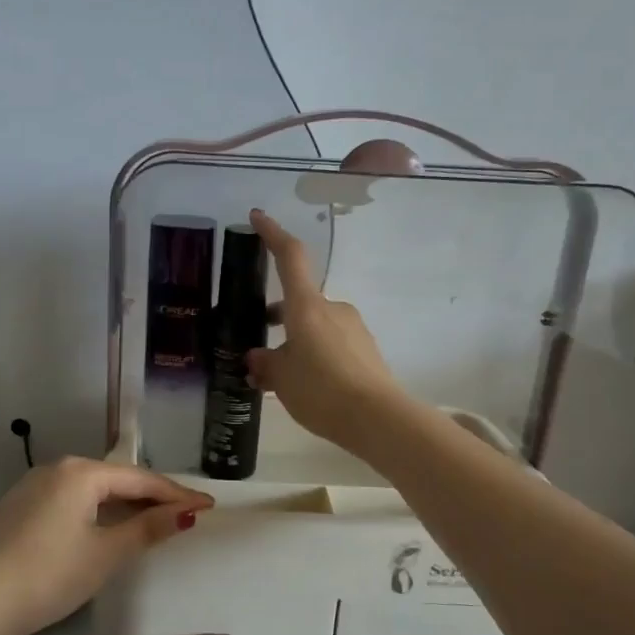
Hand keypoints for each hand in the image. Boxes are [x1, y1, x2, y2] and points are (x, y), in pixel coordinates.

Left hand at [0, 458, 211, 634]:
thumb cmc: (51, 575)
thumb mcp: (106, 553)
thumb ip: (148, 528)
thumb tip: (187, 513)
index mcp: (81, 472)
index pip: (140, 479)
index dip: (176, 494)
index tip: (208, 506)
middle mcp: (58, 468)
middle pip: (116, 480)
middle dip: (151, 496)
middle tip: (185, 513)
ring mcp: (34, 486)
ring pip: (92, 489)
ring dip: (123, 504)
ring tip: (153, 519)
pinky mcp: (20, 506)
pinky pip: (71, 500)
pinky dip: (96, 510)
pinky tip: (106, 526)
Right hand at [245, 208, 405, 449]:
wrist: (378, 418)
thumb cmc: (322, 390)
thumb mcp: (281, 379)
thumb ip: (265, 364)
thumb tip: (257, 358)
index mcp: (307, 306)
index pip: (290, 257)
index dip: (272, 234)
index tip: (257, 217)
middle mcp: (332, 309)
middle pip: (299, 301)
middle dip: (277, 318)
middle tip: (257, 345)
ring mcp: (353, 328)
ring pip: (314, 326)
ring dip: (295, 342)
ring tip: (278, 377)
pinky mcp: (366, 350)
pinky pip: (331, 344)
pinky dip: (314, 355)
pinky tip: (306, 386)